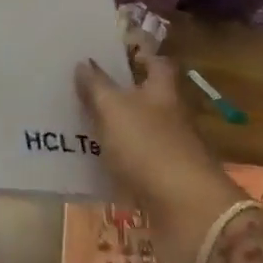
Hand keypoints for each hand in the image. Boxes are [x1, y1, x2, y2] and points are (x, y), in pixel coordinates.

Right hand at [74, 52, 241, 262]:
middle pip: (144, 97)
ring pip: (136, 131)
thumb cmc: (150, 148)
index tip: (110, 49)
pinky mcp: (160, 183)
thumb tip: (83, 62)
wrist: (187, 212)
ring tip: (74, 123)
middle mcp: (169, 117)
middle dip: (117, 92)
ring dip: (112, 128)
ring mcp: (167, 151)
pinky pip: (131, 165)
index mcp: (162, 92)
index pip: (156, 62)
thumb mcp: (115, 110)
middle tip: (79, 86)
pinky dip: (113, 163)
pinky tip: (87, 164)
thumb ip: (97, 86)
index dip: (137, 53)